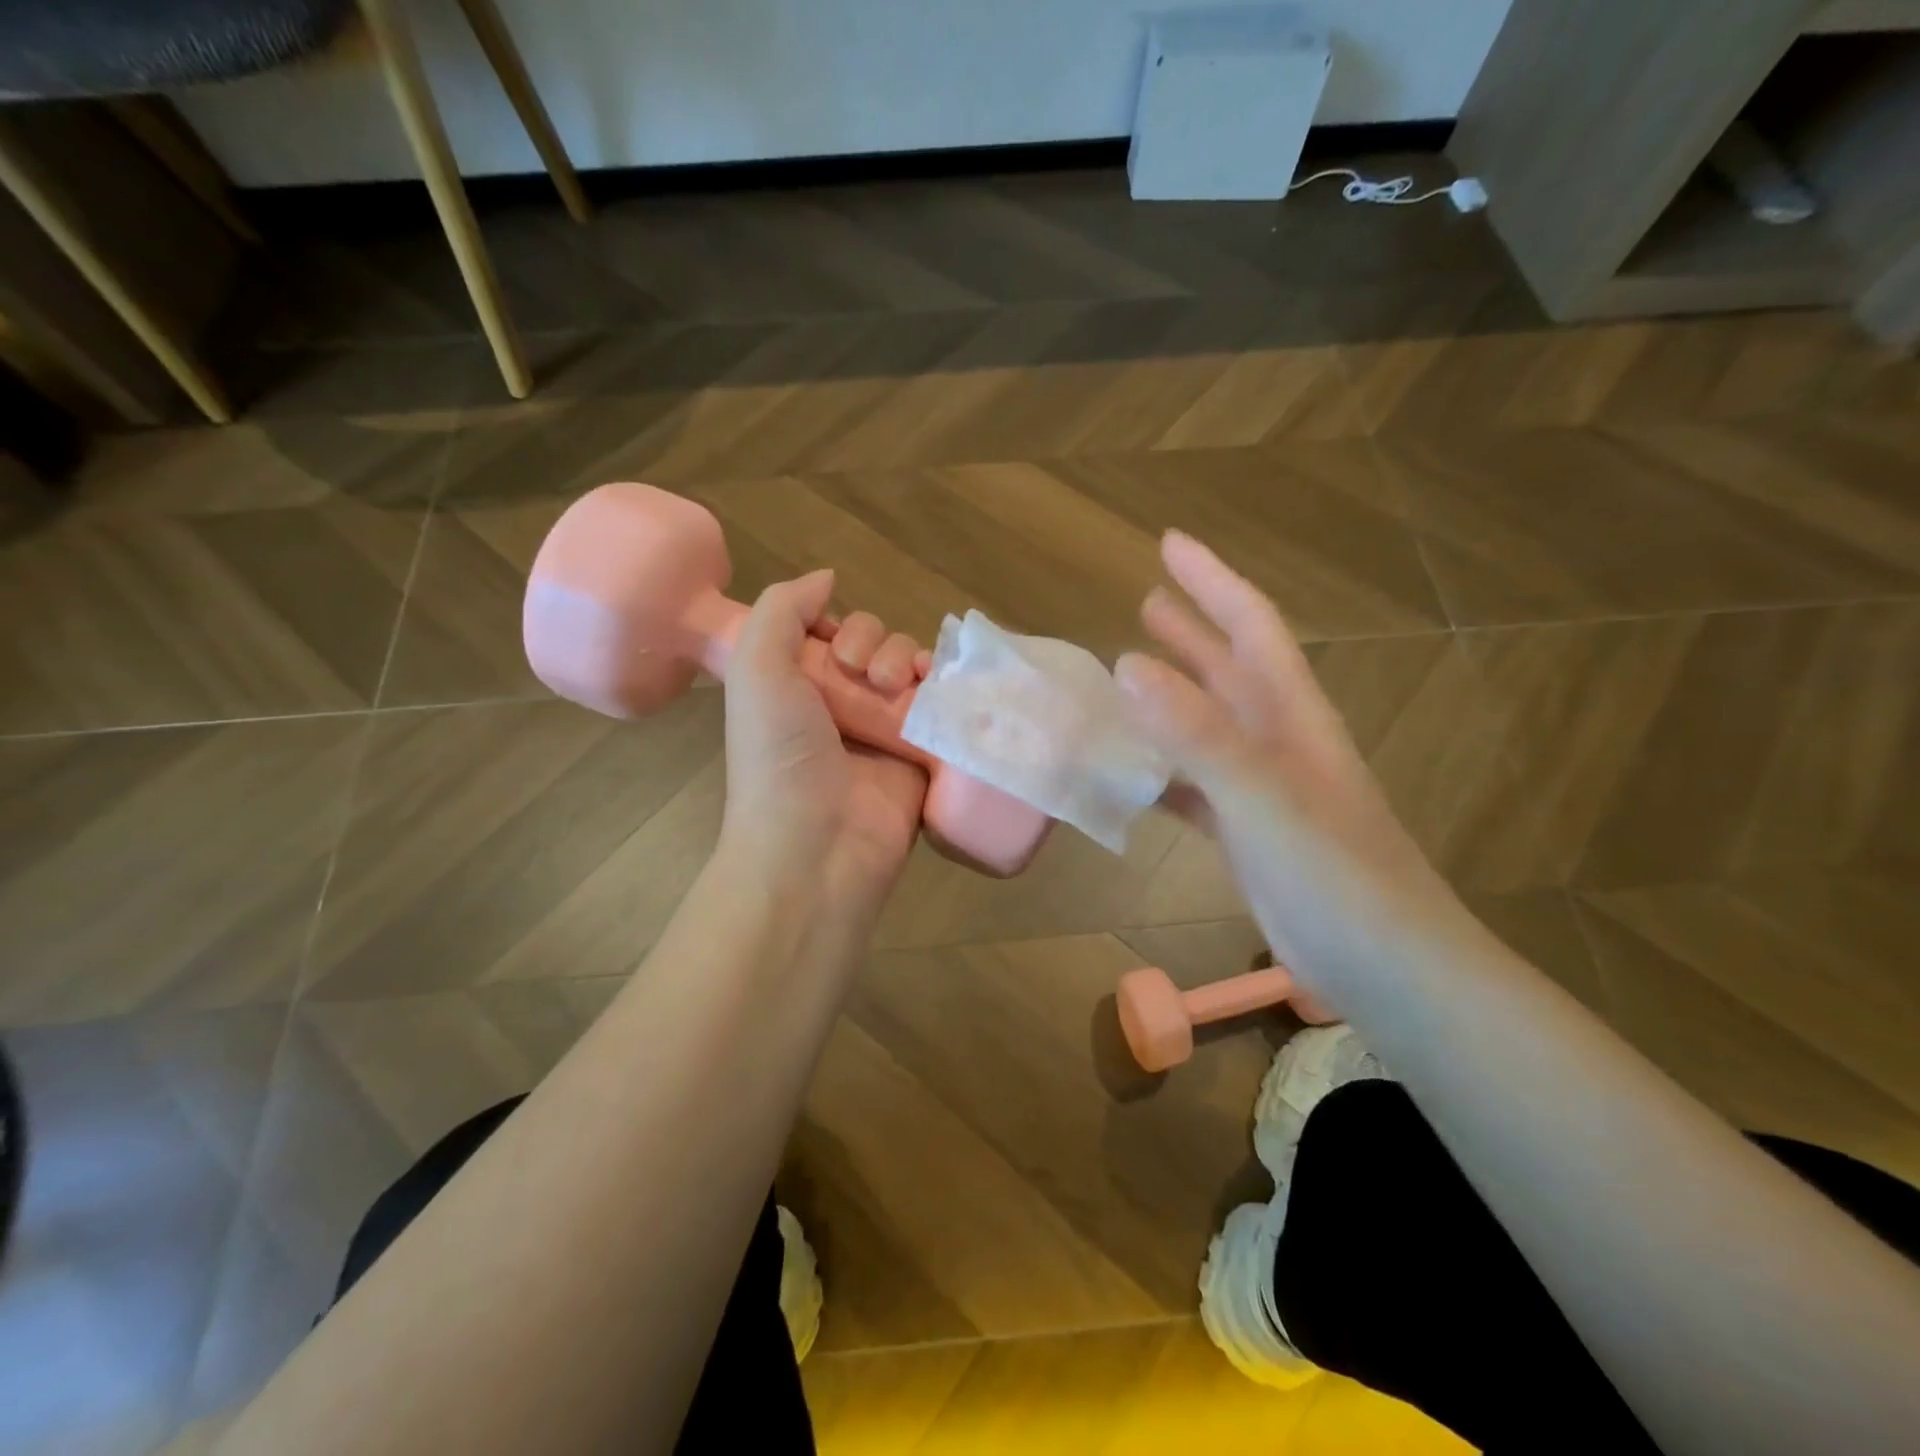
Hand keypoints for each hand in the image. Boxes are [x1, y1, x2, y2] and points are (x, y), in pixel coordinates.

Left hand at [719, 570, 930, 921]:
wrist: (817, 848)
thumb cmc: (780, 757)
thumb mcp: (756, 670)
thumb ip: (781, 610)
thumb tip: (827, 578)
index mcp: (797, 687)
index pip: (832, 632)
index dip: (840, 624)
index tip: (835, 647)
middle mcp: (841, 706)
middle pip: (877, 646)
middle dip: (876, 642)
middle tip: (866, 673)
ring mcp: (884, 732)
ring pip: (912, 670)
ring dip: (909, 660)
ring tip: (897, 686)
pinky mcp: (922, 757)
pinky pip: (942, 708)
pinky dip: (946, 690)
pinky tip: (939, 689)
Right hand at [1116, 533, 1465, 1000]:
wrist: (1389, 967)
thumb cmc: (1335, 874)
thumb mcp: (1262, 796)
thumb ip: (1197, 732)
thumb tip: (1125, 665)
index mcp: (1291, 715)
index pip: (1251, 625)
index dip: (1212, 580)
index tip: (1168, 544)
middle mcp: (1277, 741)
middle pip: (1228, 669)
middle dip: (1189, 631)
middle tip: (1146, 600)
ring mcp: (1261, 789)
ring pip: (1205, 727)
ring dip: (1169, 699)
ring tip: (1122, 677)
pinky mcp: (1246, 833)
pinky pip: (1192, 785)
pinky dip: (1160, 771)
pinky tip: (1128, 773)